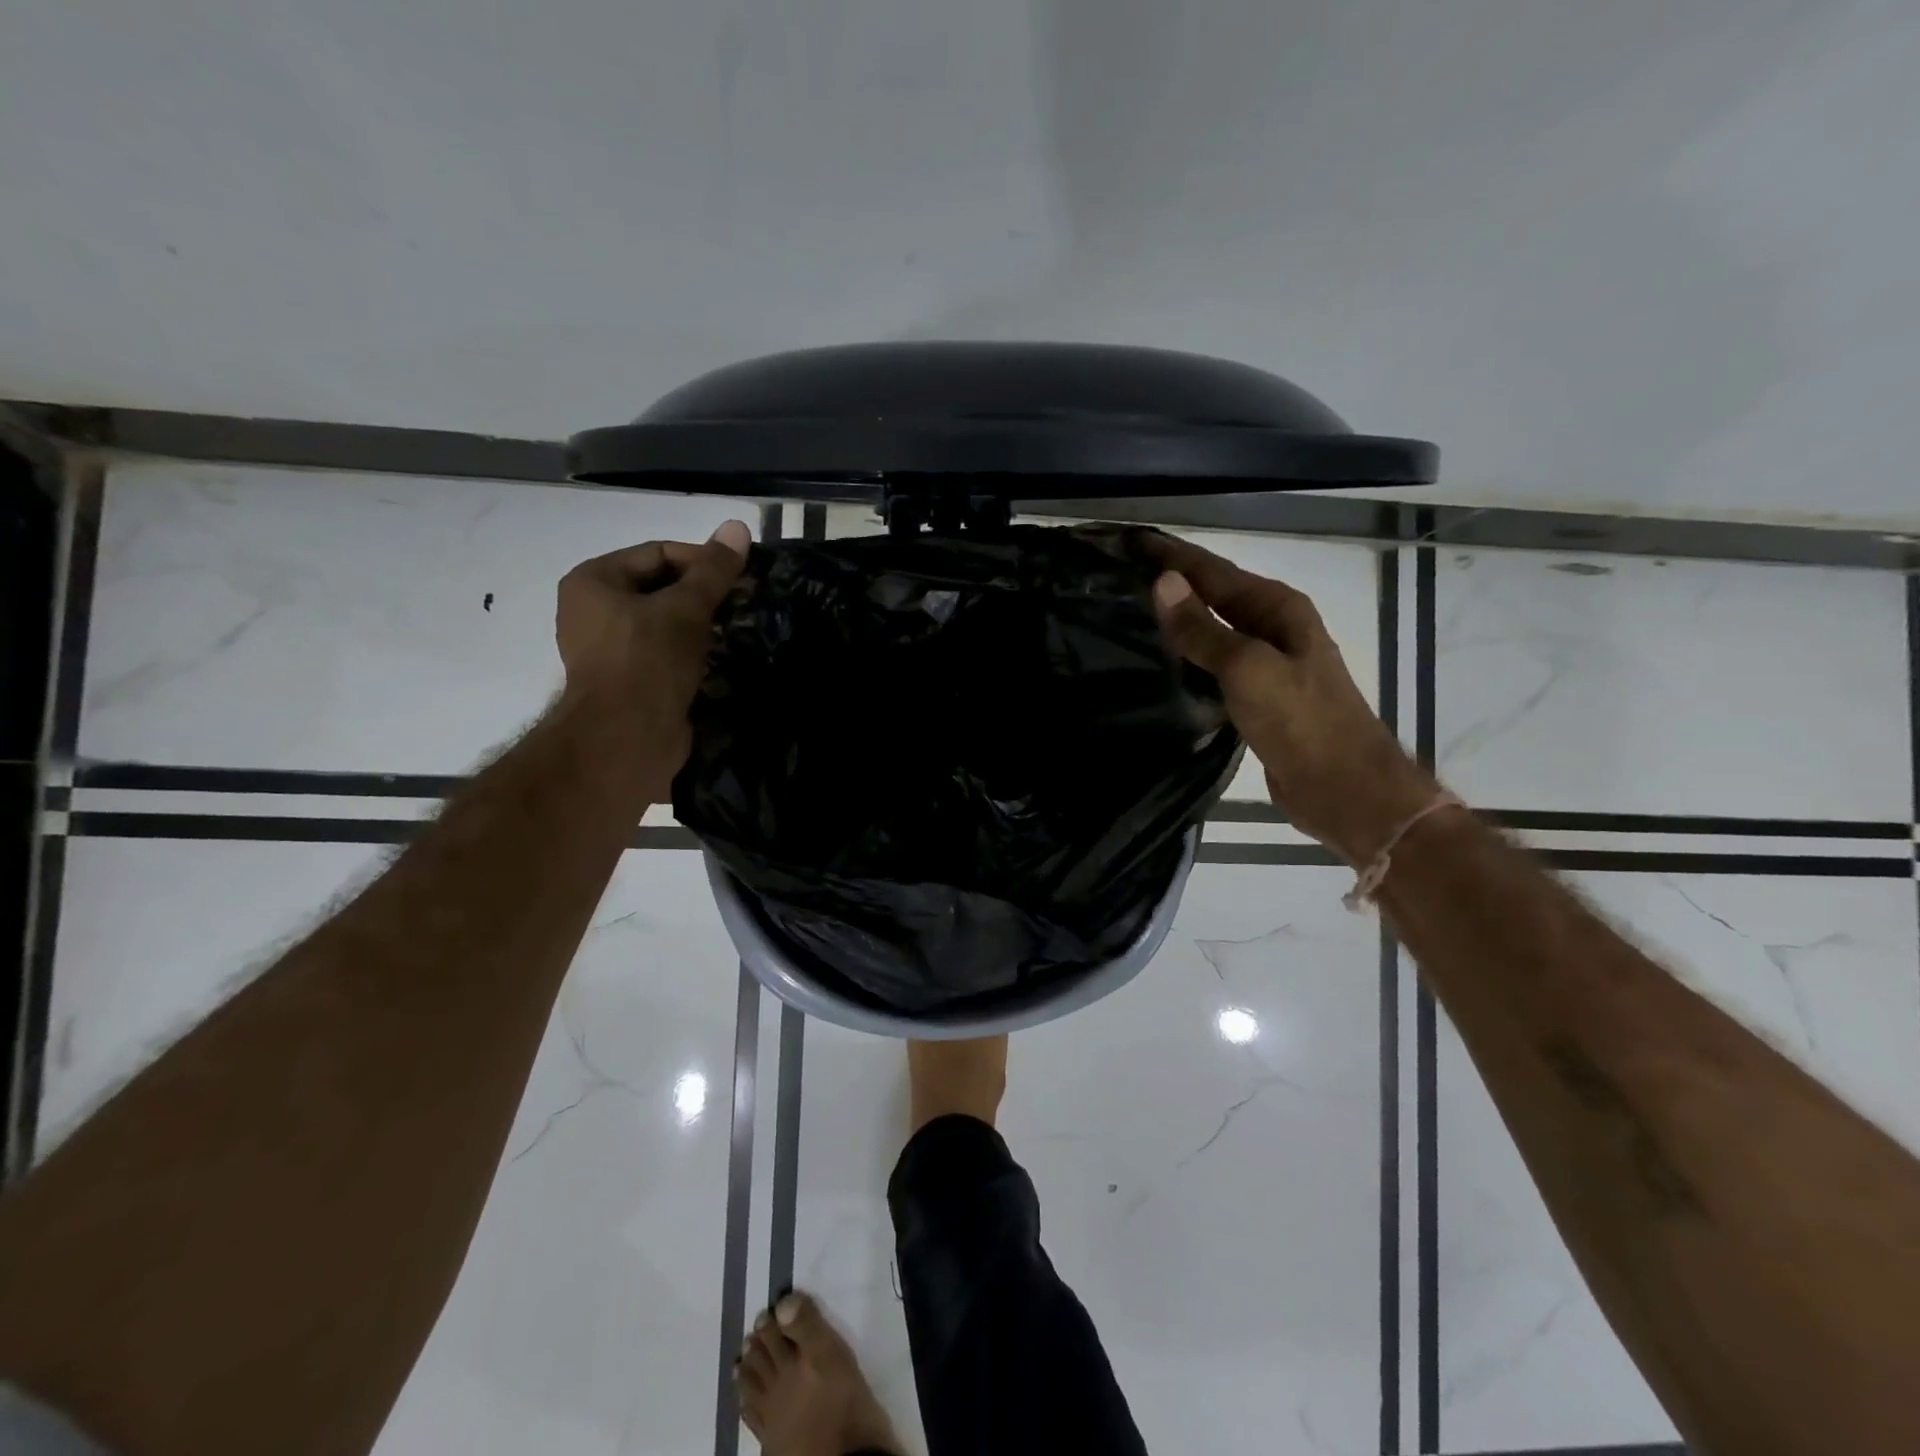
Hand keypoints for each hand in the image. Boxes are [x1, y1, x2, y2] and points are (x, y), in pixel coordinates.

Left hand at [554, 519, 750, 791]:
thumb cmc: (649, 660)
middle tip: (743, 604)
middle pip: (660, 587)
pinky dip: (691, 653)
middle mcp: (593, 610)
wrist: (627, 738)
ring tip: (736, 630)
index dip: (702, 561)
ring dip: (701, 626)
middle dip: (704, 595)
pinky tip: (719, 659)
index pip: (658, 553)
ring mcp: (608, 649)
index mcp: (594, 580)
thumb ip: (714, 569)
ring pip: (664, 623)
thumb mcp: (687, 608)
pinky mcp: (627, 681)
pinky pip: (664, 654)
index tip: (741, 579)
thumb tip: (739, 526)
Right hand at [1146, 533, 1438, 863]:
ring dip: (1177, 619)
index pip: (1213, 569)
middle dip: (1170, 582)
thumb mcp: (1248, 669)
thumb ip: (1203, 629)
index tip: (1128, 541)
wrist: (1344, 788)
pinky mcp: (1257, 696)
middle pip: (1214, 594)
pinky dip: (1188, 656)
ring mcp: (1267, 662)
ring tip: (1129, 611)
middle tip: (1119, 575)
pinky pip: (1214, 663)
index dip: (1171, 555)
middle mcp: (1274, 626)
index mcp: (1277, 608)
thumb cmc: (1301, 722)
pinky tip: (1162, 661)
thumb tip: (1163, 582)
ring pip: (1213, 629)